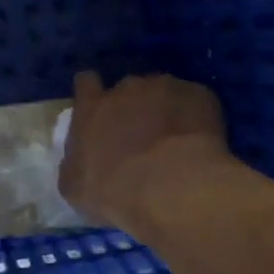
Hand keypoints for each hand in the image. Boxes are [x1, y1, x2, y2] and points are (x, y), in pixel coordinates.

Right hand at [59, 72, 230, 233]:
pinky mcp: (199, 95)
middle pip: (127, 88)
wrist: (170, 188)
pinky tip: (199, 142)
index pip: (85, 82)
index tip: (98, 108)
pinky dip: (195, 117)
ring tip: (174, 141)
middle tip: (140, 135)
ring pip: (163, 93)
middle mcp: (126, 87)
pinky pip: (195, 102)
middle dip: (132, 106)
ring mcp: (165, 87)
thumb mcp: (74, 186)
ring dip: (164, 110)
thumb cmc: (113, 191)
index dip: (92, 93)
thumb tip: (78, 160)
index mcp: (91, 107)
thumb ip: (74, 162)